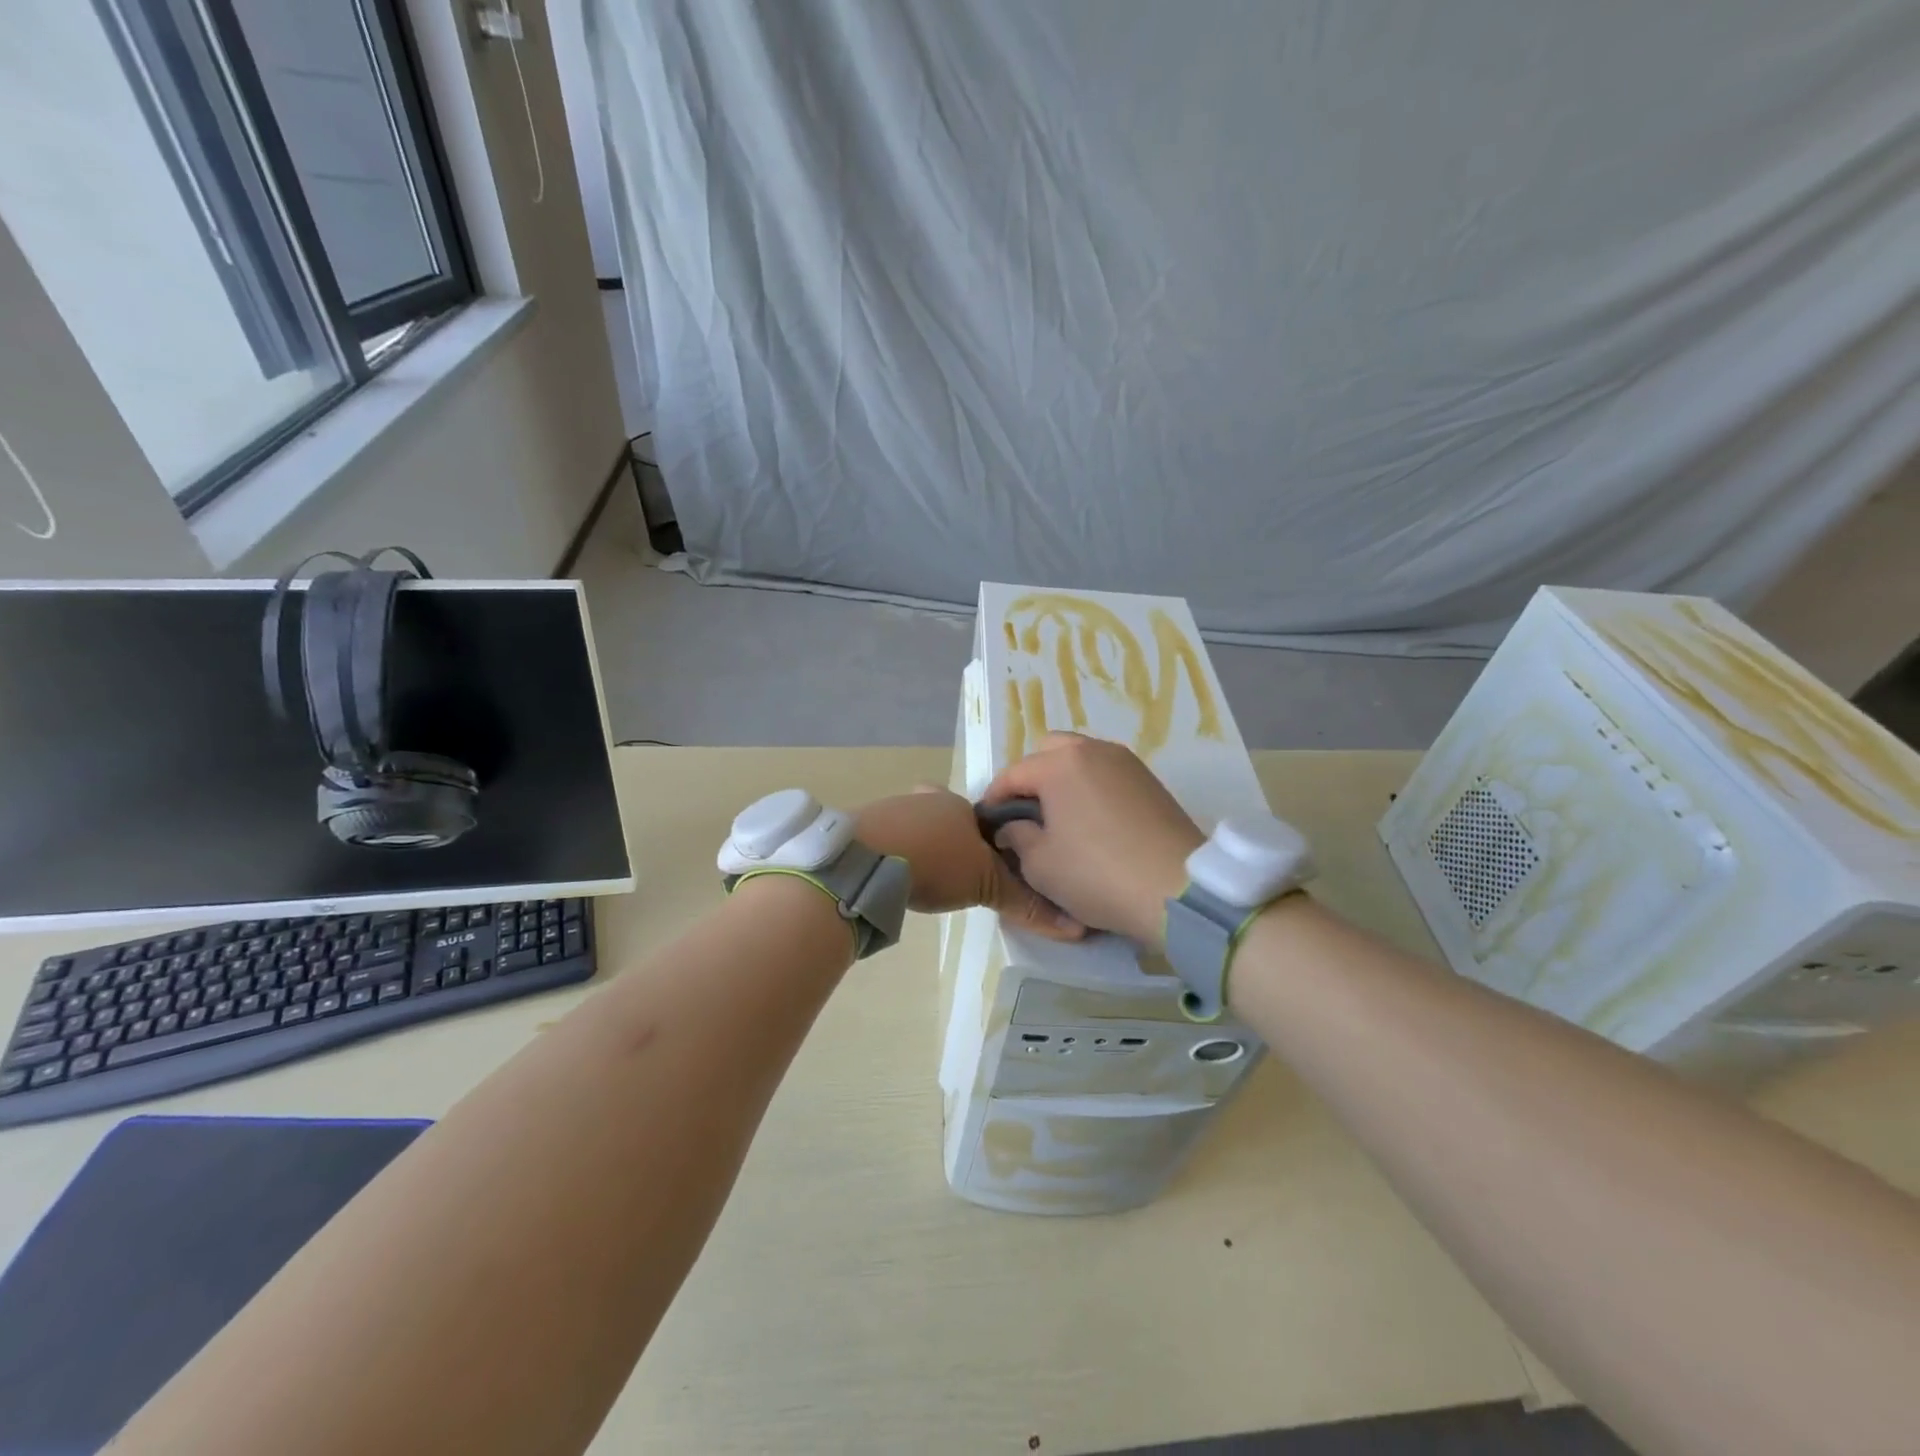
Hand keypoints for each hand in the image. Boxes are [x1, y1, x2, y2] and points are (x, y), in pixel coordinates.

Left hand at [855, 787, 1083, 939]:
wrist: (866, 857)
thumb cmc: (936, 861)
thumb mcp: (986, 885)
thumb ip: (1024, 903)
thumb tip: (1074, 927)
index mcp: (961, 805)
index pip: (988, 818)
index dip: (993, 840)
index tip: (993, 864)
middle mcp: (928, 799)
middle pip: (949, 817)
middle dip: (954, 840)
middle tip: (958, 872)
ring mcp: (893, 809)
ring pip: (917, 825)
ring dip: (923, 846)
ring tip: (926, 878)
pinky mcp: (864, 827)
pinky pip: (889, 838)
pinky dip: (895, 853)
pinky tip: (894, 875)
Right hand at [979, 733, 1202, 947]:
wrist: (1178, 889)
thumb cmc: (1097, 874)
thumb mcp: (1040, 865)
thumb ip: (1017, 837)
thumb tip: (1013, 827)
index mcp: (1060, 764)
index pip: (1013, 773)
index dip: (995, 799)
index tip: (989, 825)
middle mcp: (1093, 750)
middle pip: (1049, 751)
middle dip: (1031, 778)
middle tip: (1026, 815)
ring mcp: (1126, 762)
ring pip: (1081, 758)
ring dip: (1063, 780)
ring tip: (1060, 818)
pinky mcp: (1150, 780)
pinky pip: (1107, 773)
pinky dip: (1091, 788)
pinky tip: (1092, 822)